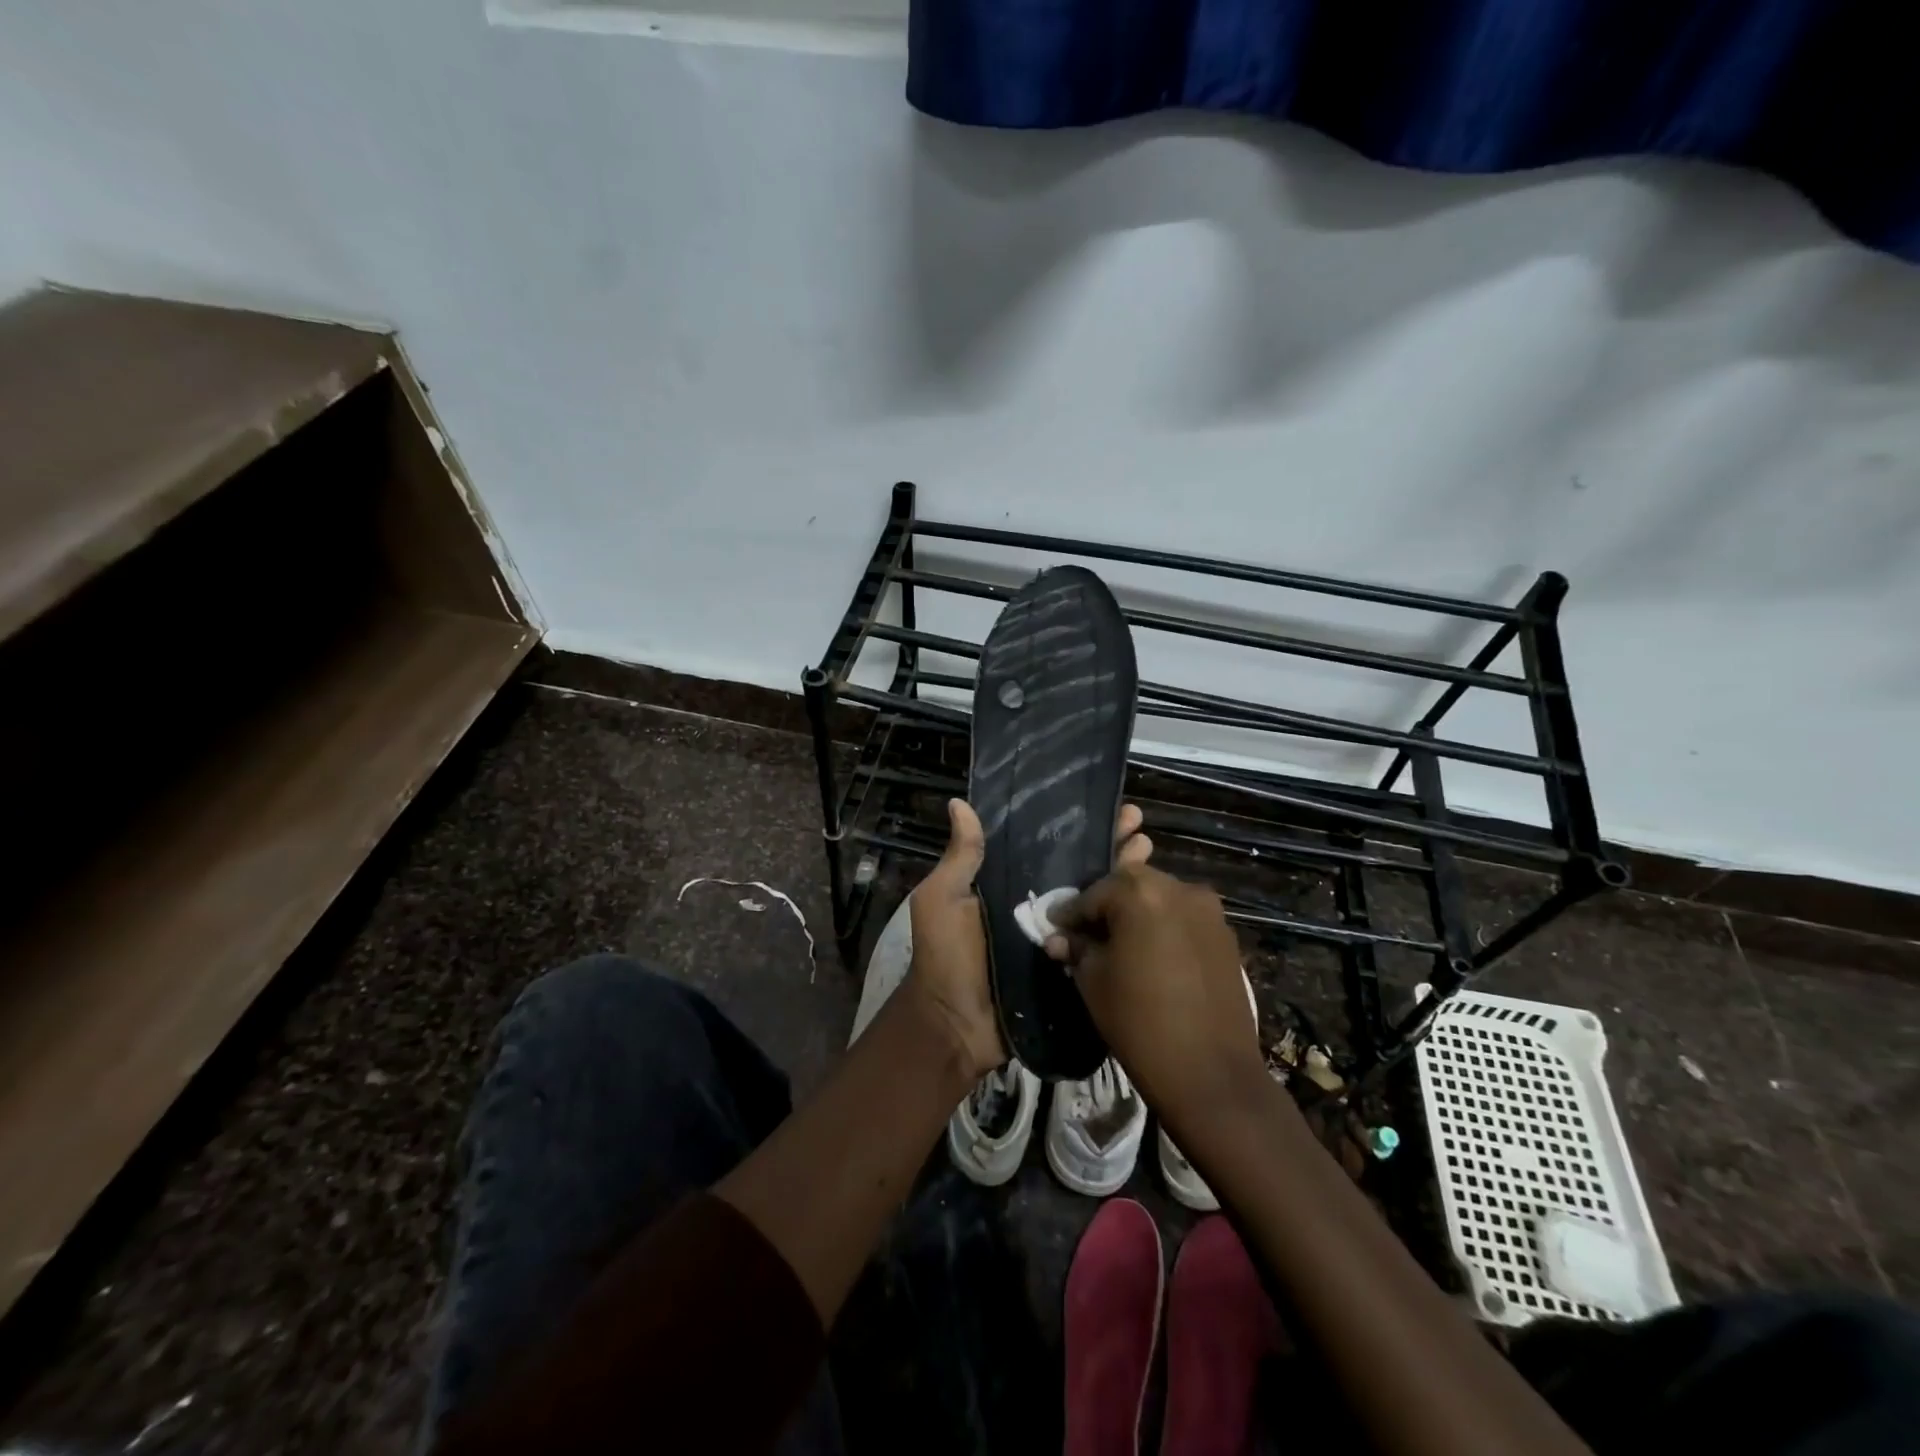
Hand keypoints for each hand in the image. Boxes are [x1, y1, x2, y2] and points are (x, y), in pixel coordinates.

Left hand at [907, 798, 1151, 1081]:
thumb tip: (959, 802)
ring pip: (1096, 898)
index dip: (1073, 825)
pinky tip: (1150, 898)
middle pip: (1079, 867)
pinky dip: (1123, 919)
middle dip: (1108, 842)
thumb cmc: (945, 955)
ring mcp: (1058, 936)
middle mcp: (1037, 904)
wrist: (955, 1025)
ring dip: (1122, 872)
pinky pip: (1099, 938)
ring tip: (1148, 847)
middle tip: (1136, 820)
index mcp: (1007, 883)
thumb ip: (961, 857)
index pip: (1047, 846)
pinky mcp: (1072, 964)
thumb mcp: (943, 899)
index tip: (1100, 803)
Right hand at [1043, 864, 1264, 1137]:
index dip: (1070, 913)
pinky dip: (1164, 926)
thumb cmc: (1139, 1021)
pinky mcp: (1226, 935)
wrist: (1210, 1073)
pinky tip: (1152, 955)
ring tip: (1120, 943)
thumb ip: (1076, 948)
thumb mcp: (1093, 981)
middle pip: (1130, 884)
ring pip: (1160, 897)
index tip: (1055, 929)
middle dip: (1106, 904)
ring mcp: (1208, 910)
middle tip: (1087, 932)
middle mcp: (1178, 888)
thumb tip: (1059, 938)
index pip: (1093, 893)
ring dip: (1137, 912)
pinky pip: (1184, 918)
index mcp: (1140, 892)